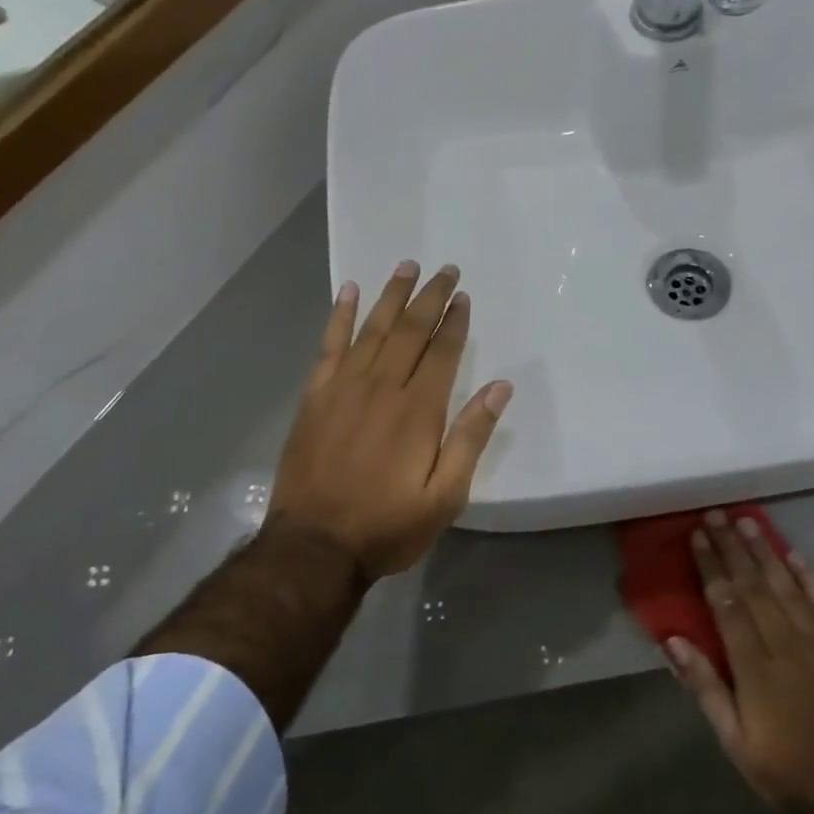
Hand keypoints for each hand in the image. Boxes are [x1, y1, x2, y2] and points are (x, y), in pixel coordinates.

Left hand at [267, 262, 513, 580]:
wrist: (314, 547)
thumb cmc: (388, 526)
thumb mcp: (446, 495)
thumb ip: (471, 437)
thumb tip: (500, 387)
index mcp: (418, 410)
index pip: (442, 351)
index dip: (455, 321)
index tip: (463, 296)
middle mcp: (382, 387)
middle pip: (410, 330)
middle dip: (429, 297)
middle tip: (443, 269)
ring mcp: (343, 388)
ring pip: (373, 329)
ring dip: (392, 296)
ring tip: (406, 267)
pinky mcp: (314, 397)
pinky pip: (329, 346)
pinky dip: (339, 316)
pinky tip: (348, 292)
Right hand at [668, 512, 813, 813]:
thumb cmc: (779, 766)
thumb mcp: (731, 737)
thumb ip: (703, 686)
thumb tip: (672, 639)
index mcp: (755, 668)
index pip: (727, 604)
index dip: (711, 566)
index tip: (697, 536)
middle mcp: (787, 647)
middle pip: (755, 587)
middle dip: (734, 548)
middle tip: (718, 515)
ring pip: (789, 588)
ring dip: (767, 553)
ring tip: (749, 523)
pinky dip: (813, 579)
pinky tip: (797, 556)